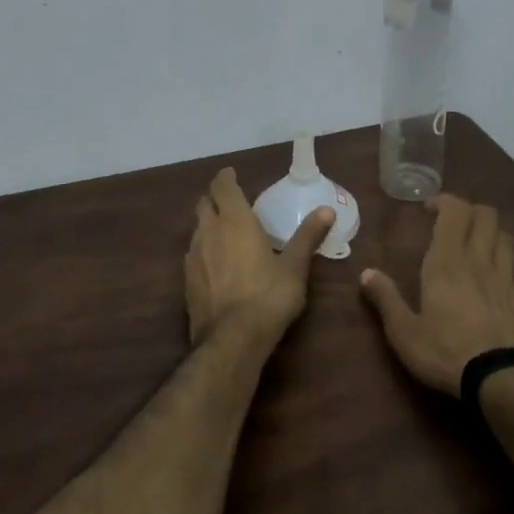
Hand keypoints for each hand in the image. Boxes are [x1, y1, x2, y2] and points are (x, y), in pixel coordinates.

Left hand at [185, 167, 335, 344]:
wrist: (232, 340)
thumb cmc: (268, 296)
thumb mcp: (295, 266)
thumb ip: (307, 236)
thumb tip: (327, 210)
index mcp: (235, 220)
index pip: (223, 186)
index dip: (226, 178)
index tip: (231, 174)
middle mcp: (209, 231)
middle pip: (204, 204)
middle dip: (215, 199)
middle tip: (230, 202)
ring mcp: (193, 257)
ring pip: (196, 229)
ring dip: (208, 225)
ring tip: (225, 233)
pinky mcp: (186, 281)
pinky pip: (193, 254)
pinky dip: (203, 250)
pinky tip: (215, 264)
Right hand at [359, 194, 513, 395]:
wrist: (502, 381)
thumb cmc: (446, 353)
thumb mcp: (404, 332)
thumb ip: (386, 299)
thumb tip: (366, 273)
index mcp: (447, 262)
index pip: (454, 211)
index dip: (444, 201)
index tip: (430, 209)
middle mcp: (479, 259)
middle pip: (485, 215)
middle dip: (470, 211)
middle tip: (454, 225)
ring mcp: (507, 277)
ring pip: (506, 236)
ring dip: (491, 234)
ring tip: (478, 247)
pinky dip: (513, 260)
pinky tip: (505, 271)